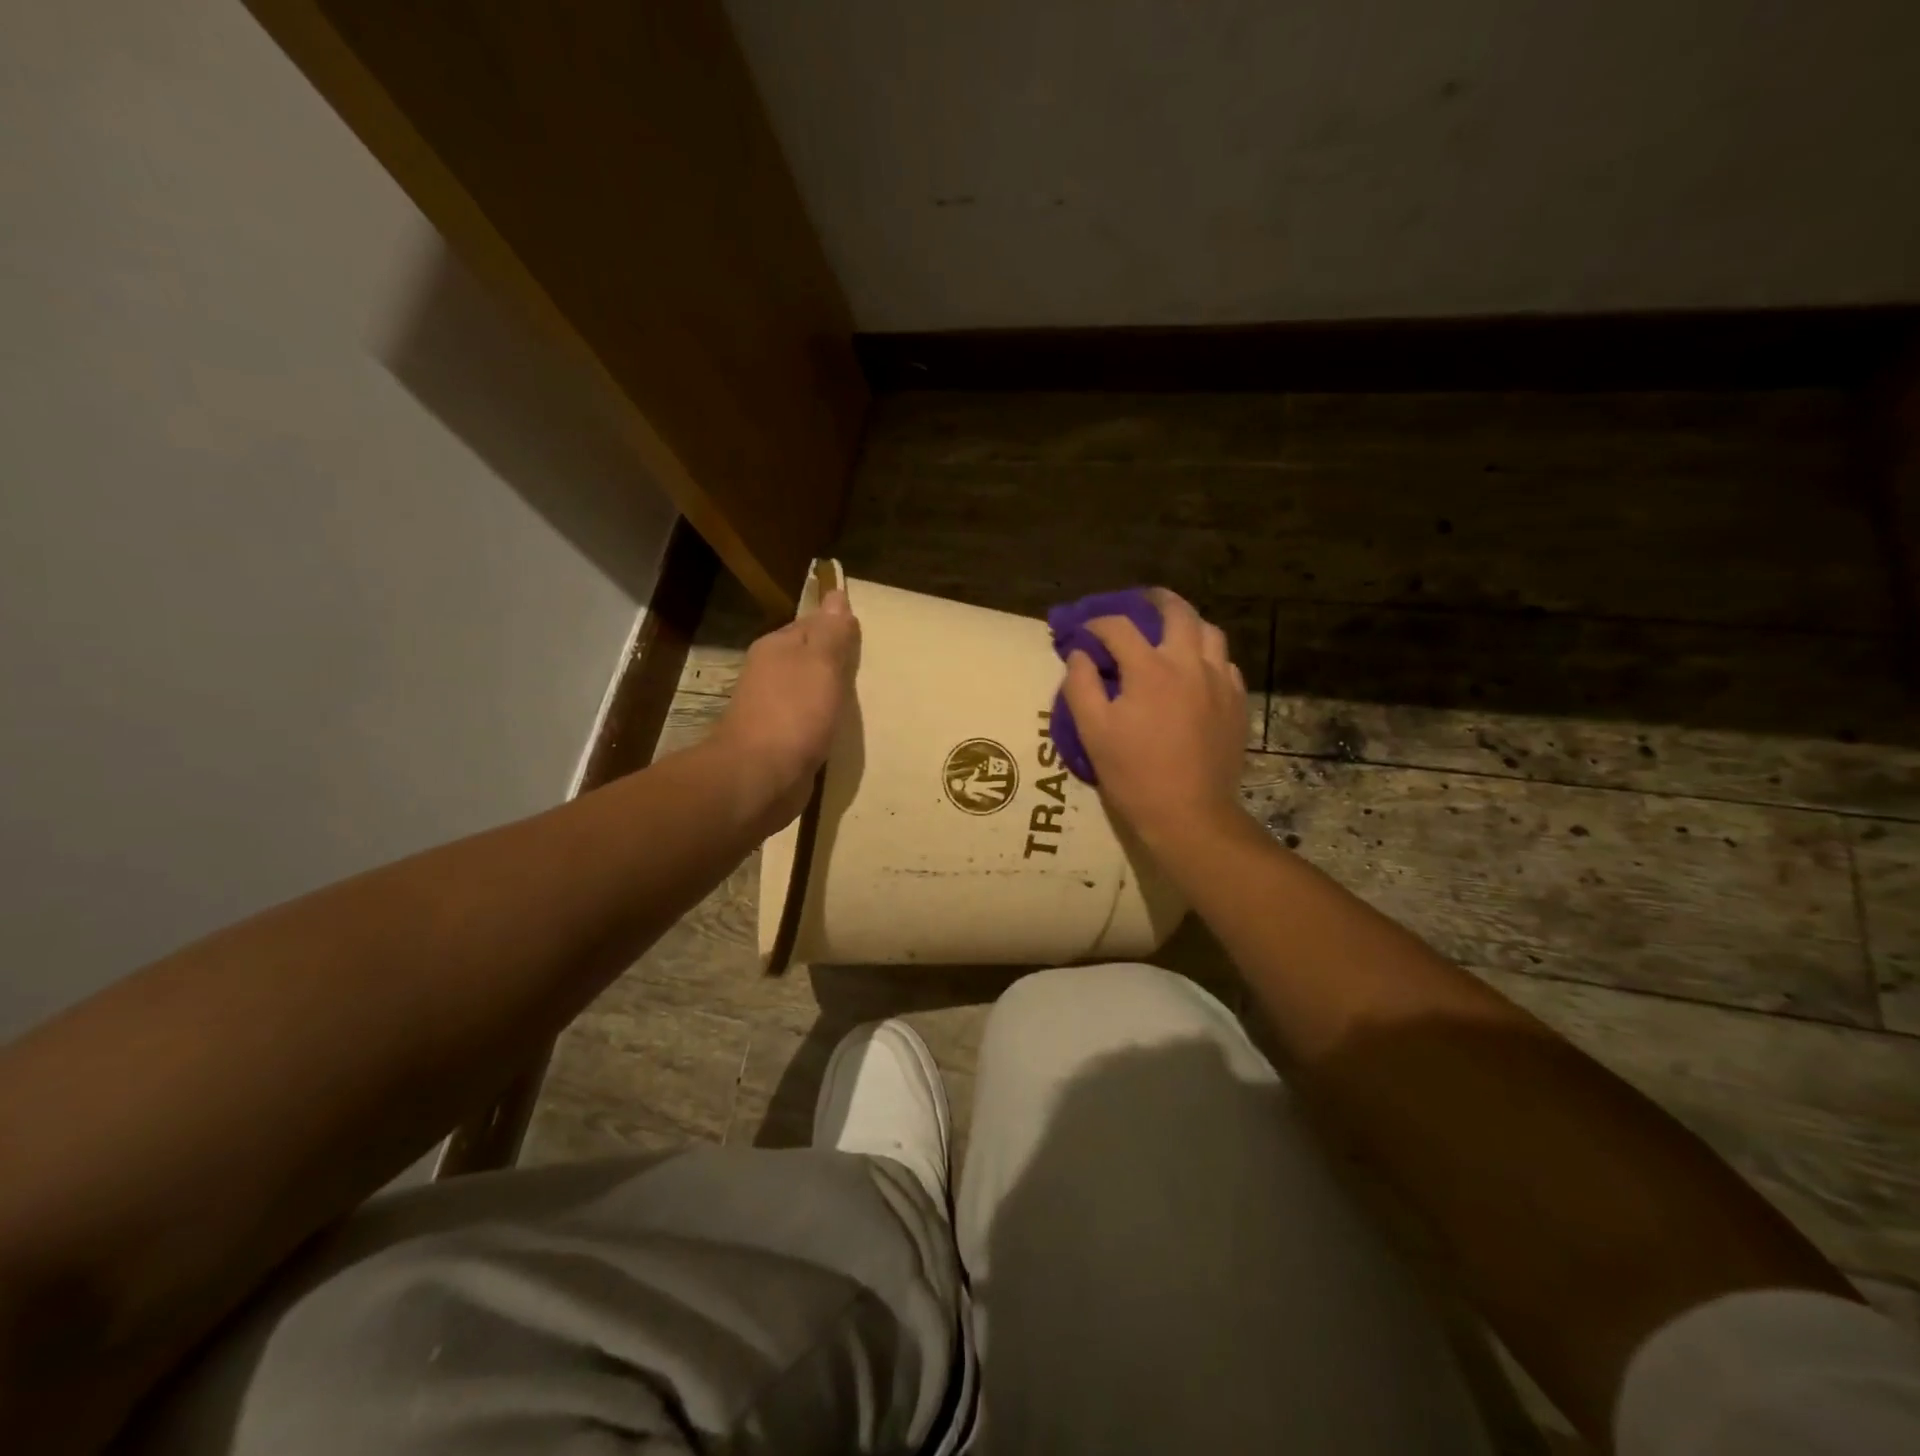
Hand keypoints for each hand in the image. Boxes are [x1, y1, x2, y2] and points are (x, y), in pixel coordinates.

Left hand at [711, 589, 859, 828]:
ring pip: (810, 693)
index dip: (838, 627)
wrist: (759, 778)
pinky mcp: (781, 743)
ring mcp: (773, 711)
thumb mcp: (820, 663)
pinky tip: (844, 730)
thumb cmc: (793, 713)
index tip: (867, 636)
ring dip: (832, 695)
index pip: (811, 624)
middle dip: (836, 662)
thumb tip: (836, 594)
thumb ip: (831, 632)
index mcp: (776, 648)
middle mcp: (770, 675)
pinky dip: (826, 724)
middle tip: (872, 667)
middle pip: (809, 659)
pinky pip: (810, 724)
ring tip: (866, 698)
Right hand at [1061, 589, 1248, 852]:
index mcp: (1151, 670)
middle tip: (1140, 601)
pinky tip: (1195, 670)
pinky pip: (1225, 663)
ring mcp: (1220, 682)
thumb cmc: (1134, 775)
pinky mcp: (1237, 703)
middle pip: (1178, 612)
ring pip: (1210, 633)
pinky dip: (1207, 655)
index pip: (1119, 627)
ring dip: (1187, 624)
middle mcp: (1190, 665)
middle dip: (1155, 601)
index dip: (1096, 623)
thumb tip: (1080, 655)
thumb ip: (1081, 685)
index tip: (1084, 631)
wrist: (1190, 815)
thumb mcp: (1092, 732)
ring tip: (1171, 631)